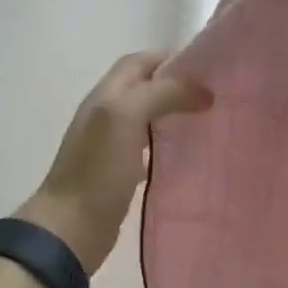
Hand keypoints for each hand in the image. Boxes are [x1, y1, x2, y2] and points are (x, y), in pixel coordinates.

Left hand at [17, 52, 212, 271]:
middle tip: (215, 97)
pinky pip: (149, 149)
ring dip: (175, 115)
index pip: (138, 62)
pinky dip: (168, 146)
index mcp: (105, 96)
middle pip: (145, 88)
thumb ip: (161, 94)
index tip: (208, 69)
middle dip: (178, 86)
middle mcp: (107, 115)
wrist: (71, 228)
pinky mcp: (120, 173)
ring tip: (209, 121)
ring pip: (148, 118)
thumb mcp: (125, 117)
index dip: (170, 59)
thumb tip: (202, 92)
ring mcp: (112, 146)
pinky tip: (189, 156)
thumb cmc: (97, 170)